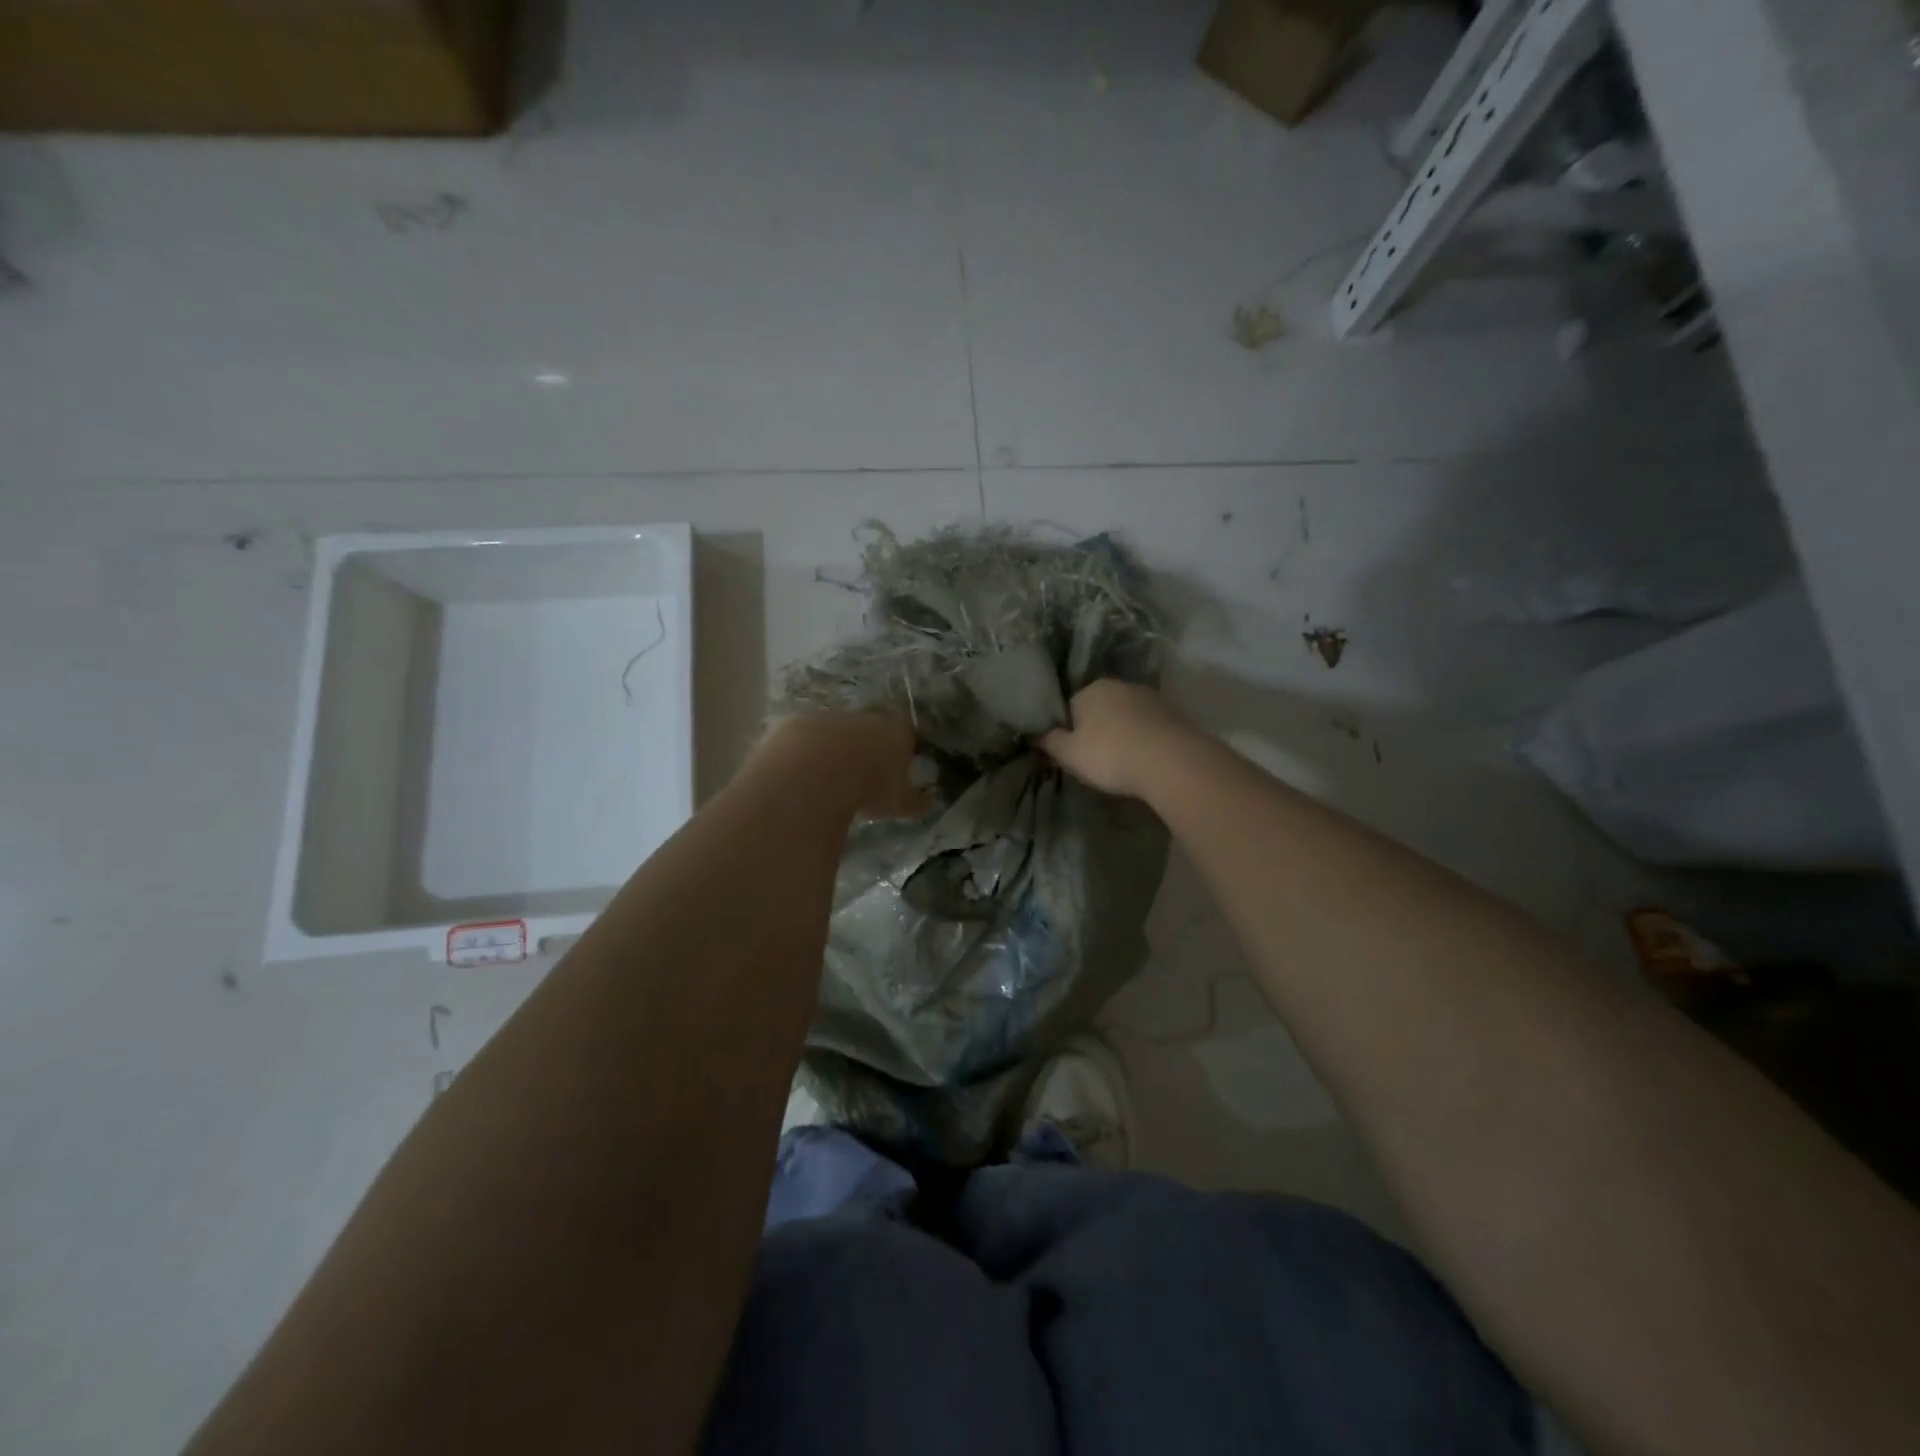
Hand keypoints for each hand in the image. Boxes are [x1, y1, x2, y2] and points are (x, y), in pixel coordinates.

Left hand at [755, 713, 929, 820]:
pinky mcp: (799, 723)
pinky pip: (807, 739)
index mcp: (896, 730)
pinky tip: (802, 775)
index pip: (906, 733)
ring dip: (835, 749)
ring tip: (829, 778)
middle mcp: (866, 717)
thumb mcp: (899, 802)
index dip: (901, 749)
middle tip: (862, 774)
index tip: (895, 768)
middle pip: (871, 727)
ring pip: (837, 731)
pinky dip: (806, 753)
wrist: (818, 771)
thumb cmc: (870, 786)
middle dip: (867, 746)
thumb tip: (928, 802)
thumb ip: (915, 801)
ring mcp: (831, 716)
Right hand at [1040, 680, 1192, 799]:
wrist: (1172, 761)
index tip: (1071, 752)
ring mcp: (1150, 697)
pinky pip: (1149, 725)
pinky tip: (1145, 757)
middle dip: (1096, 728)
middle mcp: (1120, 685)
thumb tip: (1034, 732)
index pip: (1069, 706)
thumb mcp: (1069, 754)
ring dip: (1122, 732)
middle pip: (1099, 708)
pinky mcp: (1174, 712)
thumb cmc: (1111, 755)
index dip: (1067, 730)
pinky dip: (1144, 737)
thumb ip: (1049, 741)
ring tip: (1123, 759)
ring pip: (1126, 715)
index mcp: (1090, 689)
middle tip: (1096, 758)